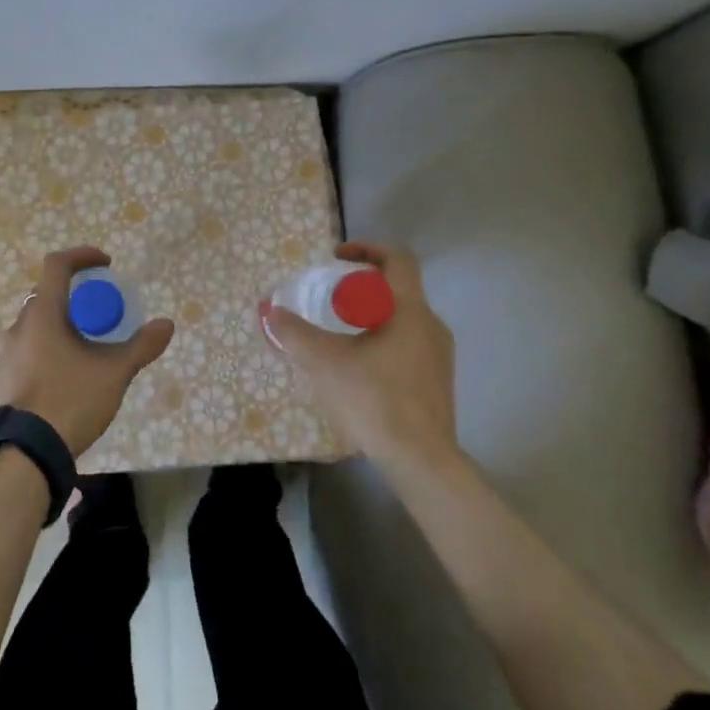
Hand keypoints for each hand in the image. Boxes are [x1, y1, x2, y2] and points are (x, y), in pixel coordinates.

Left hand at [4, 247, 174, 456]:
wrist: (27, 452)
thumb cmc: (70, 399)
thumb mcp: (114, 372)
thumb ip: (141, 346)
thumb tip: (166, 325)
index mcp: (43, 313)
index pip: (57, 265)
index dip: (83, 256)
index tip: (107, 264)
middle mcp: (20, 325)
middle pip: (48, 294)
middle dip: (78, 295)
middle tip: (103, 312)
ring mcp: (9, 353)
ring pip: (39, 323)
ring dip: (65, 323)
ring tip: (91, 345)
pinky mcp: (7, 377)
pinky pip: (32, 347)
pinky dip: (53, 346)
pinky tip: (73, 372)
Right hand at [261, 241, 461, 475]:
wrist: (421, 461)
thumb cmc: (375, 399)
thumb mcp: (325, 362)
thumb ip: (295, 333)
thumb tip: (269, 311)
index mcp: (409, 309)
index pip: (397, 259)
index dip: (366, 248)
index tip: (337, 257)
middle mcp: (431, 325)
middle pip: (396, 289)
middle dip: (360, 288)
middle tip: (329, 299)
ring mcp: (439, 356)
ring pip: (402, 319)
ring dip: (370, 317)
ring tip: (338, 335)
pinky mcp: (438, 382)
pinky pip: (408, 345)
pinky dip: (381, 341)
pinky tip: (357, 368)